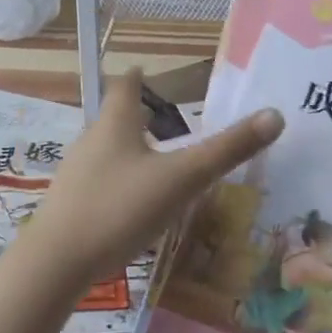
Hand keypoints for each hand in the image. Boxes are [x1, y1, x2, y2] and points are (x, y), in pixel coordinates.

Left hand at [26, 70, 283, 284]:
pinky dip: (121, 180)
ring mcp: (77, 174)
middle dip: (139, 115)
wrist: (56, 262)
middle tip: (166, 117)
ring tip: (156, 158)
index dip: (138, 77)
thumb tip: (275, 115)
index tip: (146, 70)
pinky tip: (134, 202)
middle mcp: (92, 141)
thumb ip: (227, 150)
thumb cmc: (119, 207)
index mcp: (116, 124)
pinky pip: (101, 181)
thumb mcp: (181, 178)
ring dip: (131, 148)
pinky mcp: (71, 204)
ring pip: (108, 150)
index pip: (125, 86)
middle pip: (116, 118)